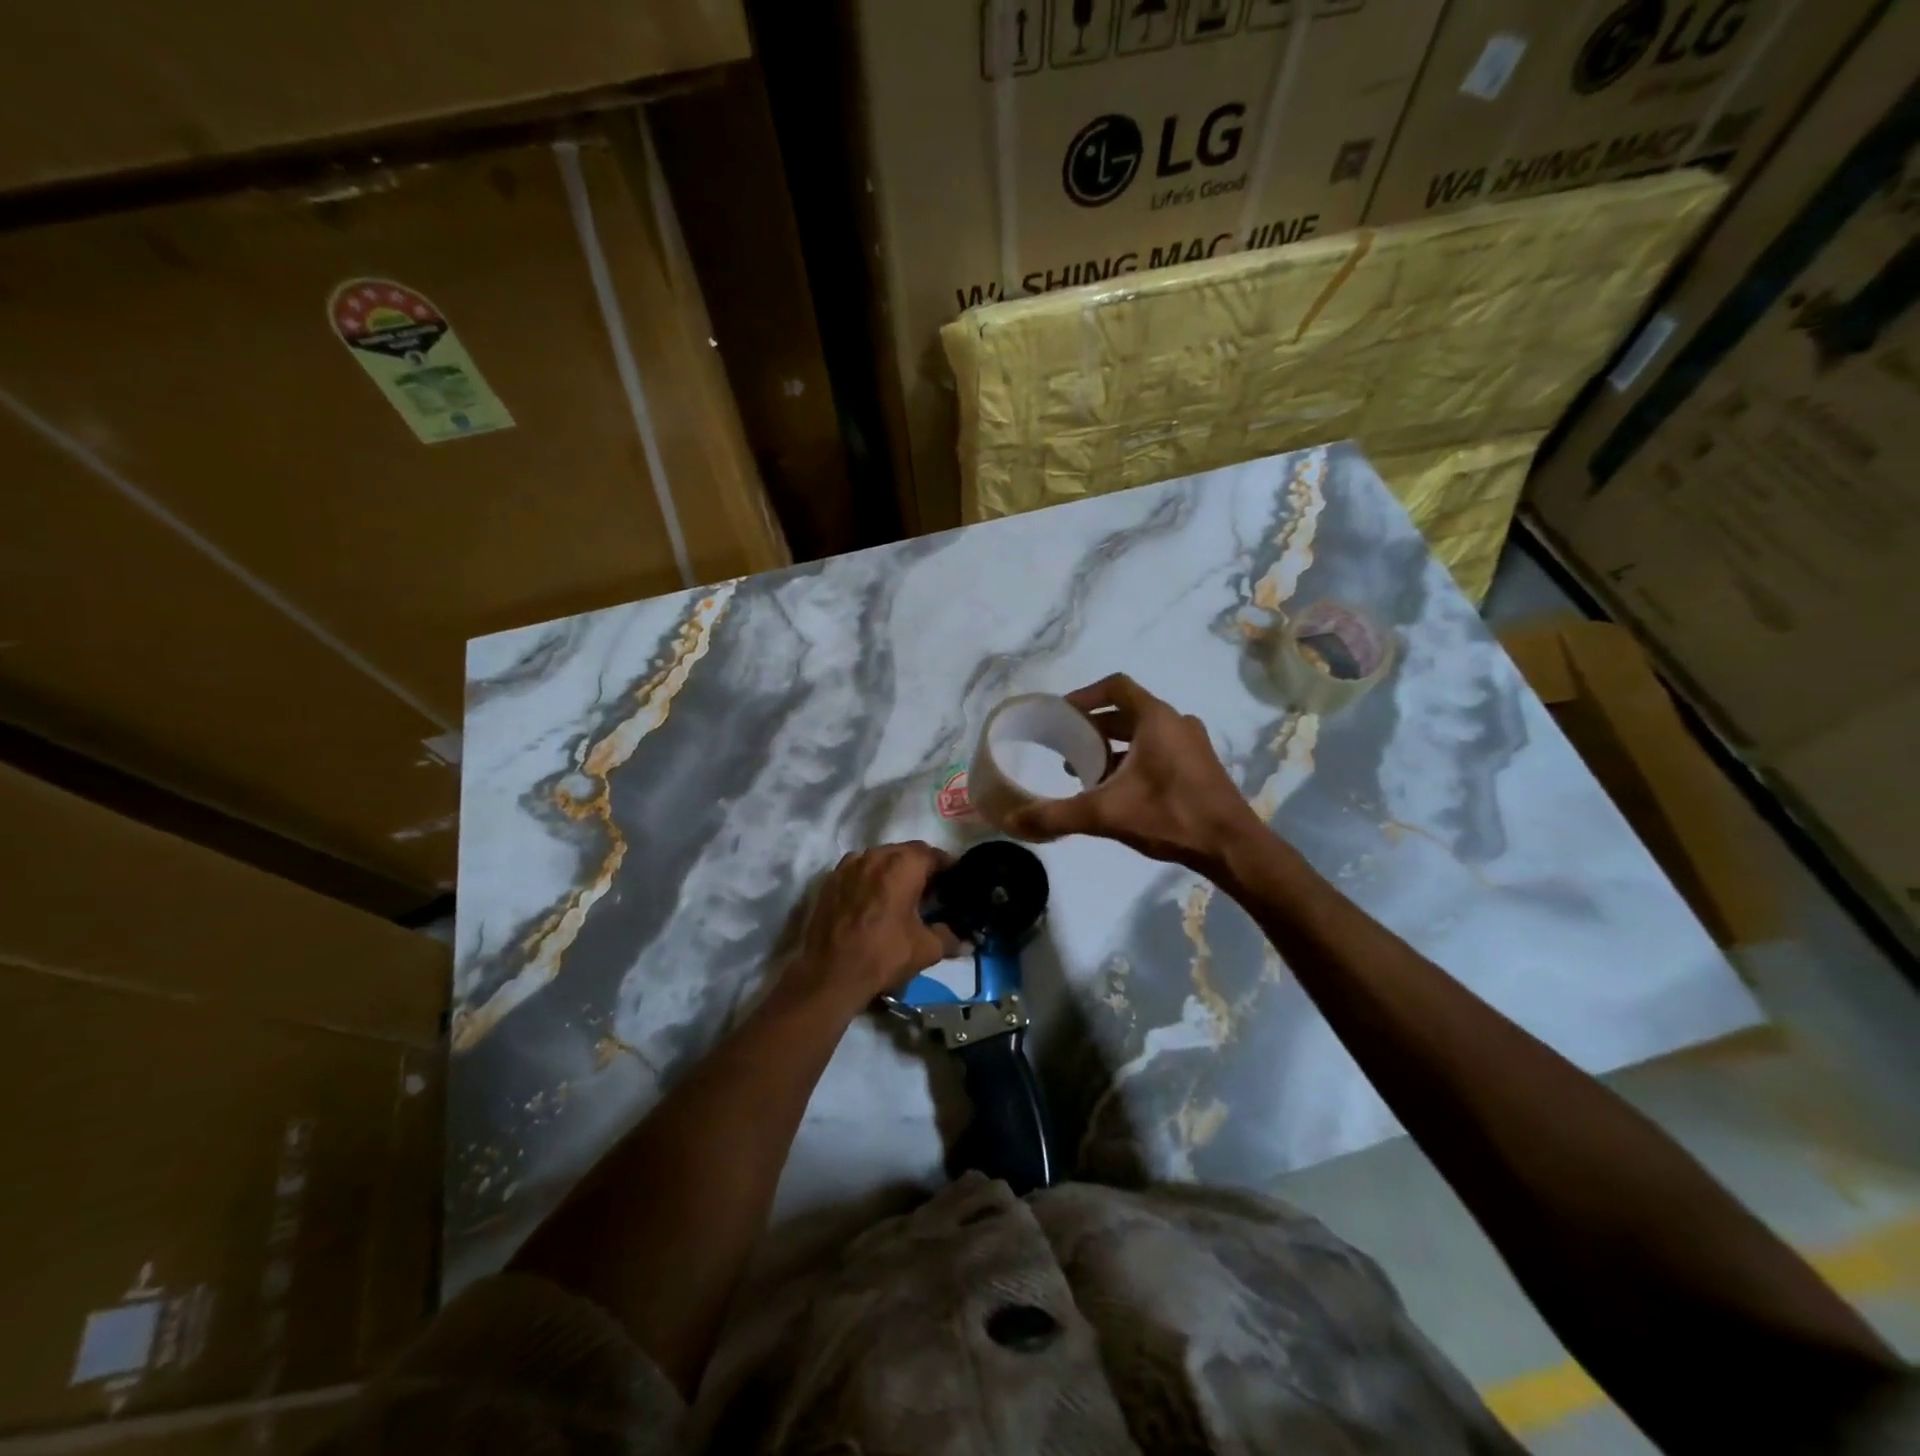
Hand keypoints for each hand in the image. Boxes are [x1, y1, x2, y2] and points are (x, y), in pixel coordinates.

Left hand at [790, 842, 957, 1010]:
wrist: (830, 973)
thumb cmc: (884, 954)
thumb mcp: (926, 949)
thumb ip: (950, 938)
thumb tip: (967, 941)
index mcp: (903, 864)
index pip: (934, 854)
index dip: (947, 867)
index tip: (954, 882)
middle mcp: (876, 855)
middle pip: (906, 853)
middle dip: (920, 867)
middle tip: (930, 891)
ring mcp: (849, 865)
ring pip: (880, 859)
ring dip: (893, 871)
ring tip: (900, 895)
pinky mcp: (830, 880)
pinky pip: (858, 871)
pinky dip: (870, 879)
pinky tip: (873, 902)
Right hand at [1004, 674, 1260, 873]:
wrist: (1231, 847)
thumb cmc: (1170, 816)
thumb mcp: (1106, 814)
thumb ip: (1056, 814)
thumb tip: (1013, 820)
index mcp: (1156, 719)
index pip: (1115, 687)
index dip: (1085, 695)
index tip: (1061, 714)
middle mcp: (1176, 722)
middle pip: (1127, 711)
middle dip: (1093, 726)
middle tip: (1065, 745)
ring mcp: (1192, 744)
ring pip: (1143, 732)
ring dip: (1113, 745)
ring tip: (1085, 770)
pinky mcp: (1199, 765)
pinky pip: (1158, 749)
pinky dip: (1133, 758)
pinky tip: (1117, 789)